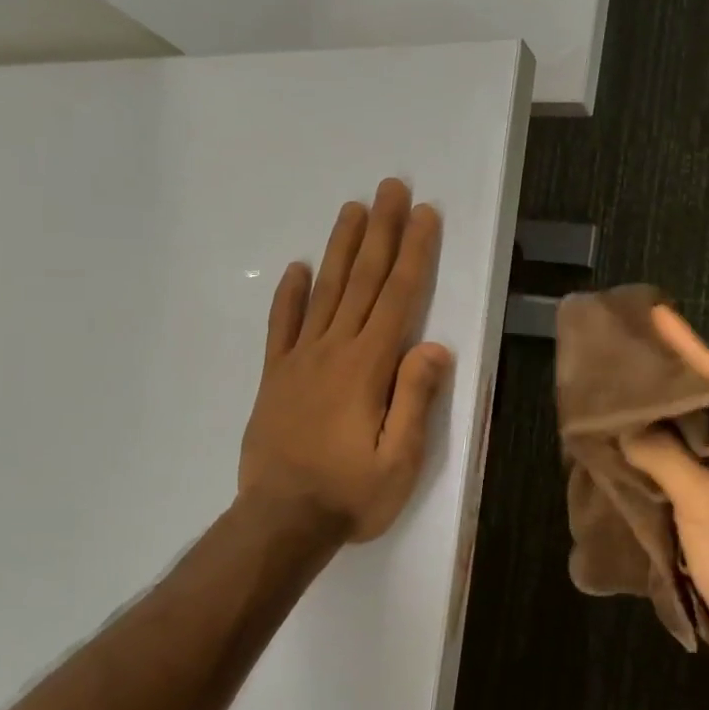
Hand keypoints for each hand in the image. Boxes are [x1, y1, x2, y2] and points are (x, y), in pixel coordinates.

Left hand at [239, 179, 452, 543]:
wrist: (280, 522)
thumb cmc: (349, 494)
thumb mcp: (399, 460)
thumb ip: (415, 399)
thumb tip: (433, 346)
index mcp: (368, 367)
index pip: (398, 296)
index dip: (414, 252)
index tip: (424, 214)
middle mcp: (334, 350)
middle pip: (362, 280)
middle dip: (380, 231)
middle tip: (390, 188)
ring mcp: (299, 360)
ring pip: (325, 291)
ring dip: (341, 248)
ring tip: (352, 209)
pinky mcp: (275, 377)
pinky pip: (282, 326)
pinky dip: (290, 295)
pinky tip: (298, 268)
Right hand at [622, 307, 708, 681]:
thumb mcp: (706, 500)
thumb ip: (664, 457)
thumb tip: (627, 430)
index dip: (689, 344)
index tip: (659, 313)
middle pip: (702, 405)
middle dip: (667, 380)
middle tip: (627, 353)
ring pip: (687, 441)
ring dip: (655, 422)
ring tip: (617, 395)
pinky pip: (679, 473)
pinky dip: (652, 460)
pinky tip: (622, 451)